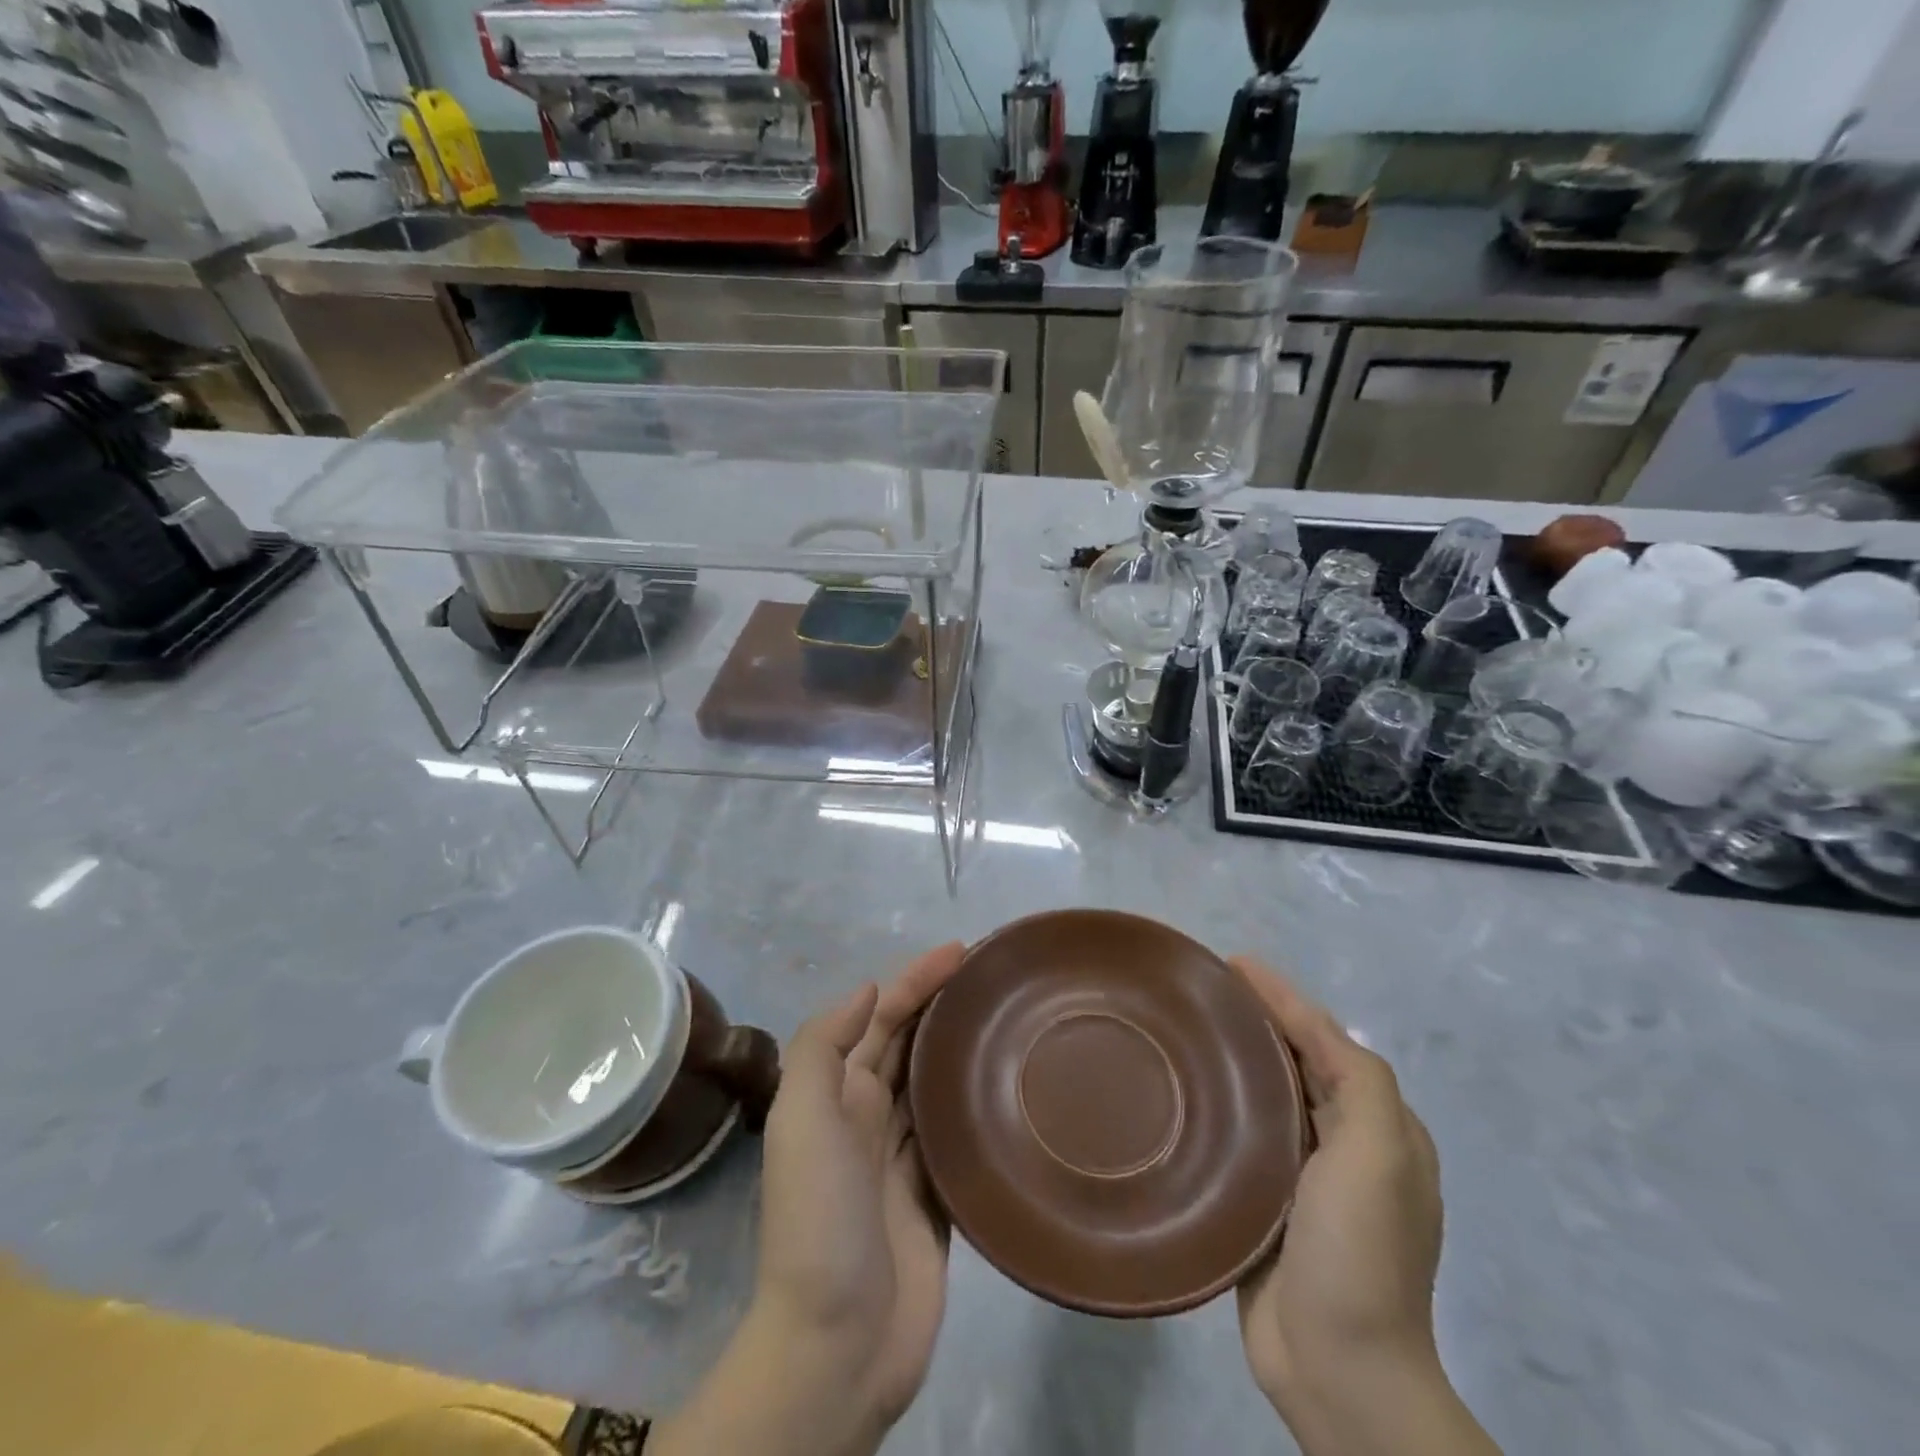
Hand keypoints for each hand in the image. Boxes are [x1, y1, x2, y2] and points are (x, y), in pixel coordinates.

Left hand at [753, 942, 966, 1432]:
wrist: (837, 1342)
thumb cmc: (818, 1217)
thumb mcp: (800, 1119)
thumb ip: (824, 1047)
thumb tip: (867, 990)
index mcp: (839, 1092)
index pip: (881, 1016)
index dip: (916, 979)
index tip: (961, 952)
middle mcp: (870, 1115)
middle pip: (910, 1041)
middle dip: (942, 1002)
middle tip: (993, 975)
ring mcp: (904, 1156)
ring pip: (935, 1082)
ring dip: (961, 1045)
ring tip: (1007, 1016)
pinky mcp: (937, 1194)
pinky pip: (957, 1133)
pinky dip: (976, 1102)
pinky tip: (1010, 1085)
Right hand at [1231, 959, 1495, 1455]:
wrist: (1338, 1368)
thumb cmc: (1359, 1251)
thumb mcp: (1380, 1154)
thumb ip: (1360, 1081)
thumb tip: (1308, 1027)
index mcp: (1379, 1129)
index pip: (1327, 1041)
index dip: (1283, 997)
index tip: (1233, 963)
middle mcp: (1344, 1146)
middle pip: (1296, 1063)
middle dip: (1258, 1019)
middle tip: (1202, 990)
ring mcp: (1303, 1178)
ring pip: (1266, 1096)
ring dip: (1236, 1058)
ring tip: (1186, 1029)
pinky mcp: (1264, 1203)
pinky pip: (1242, 1134)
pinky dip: (1220, 1103)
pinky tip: (1185, 1092)